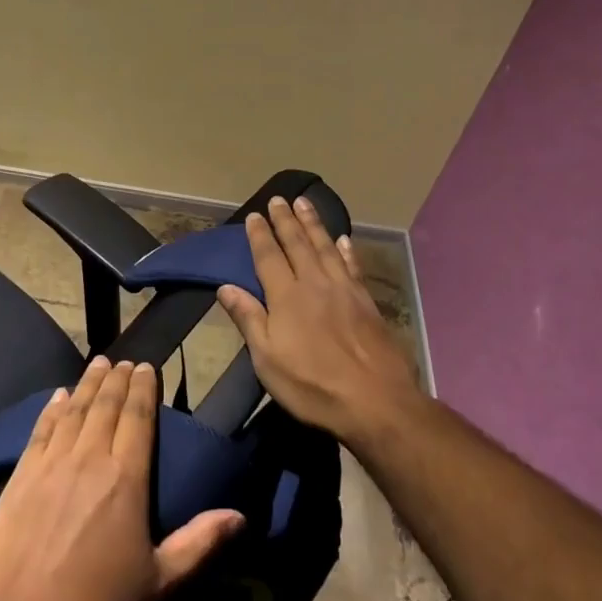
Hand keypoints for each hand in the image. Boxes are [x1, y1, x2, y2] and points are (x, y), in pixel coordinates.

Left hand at [0, 357, 242, 600]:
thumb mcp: (158, 585)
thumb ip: (199, 543)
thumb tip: (240, 515)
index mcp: (125, 480)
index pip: (138, 418)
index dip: (143, 389)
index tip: (147, 366)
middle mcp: (88, 459)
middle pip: (105, 406)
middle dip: (117, 379)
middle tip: (124, 360)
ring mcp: (50, 465)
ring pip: (74, 411)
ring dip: (88, 384)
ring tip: (97, 364)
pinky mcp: (19, 477)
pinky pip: (40, 430)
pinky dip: (52, 408)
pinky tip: (58, 396)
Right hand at [216, 196, 422, 443]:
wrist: (376, 401)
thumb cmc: (313, 385)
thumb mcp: (267, 359)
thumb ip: (249, 319)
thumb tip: (225, 287)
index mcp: (286, 297)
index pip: (269, 257)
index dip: (260, 235)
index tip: (255, 215)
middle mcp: (315, 284)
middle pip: (298, 244)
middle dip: (286, 220)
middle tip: (279, 199)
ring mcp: (344, 290)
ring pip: (326, 247)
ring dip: (314, 224)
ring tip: (305, 203)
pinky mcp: (367, 302)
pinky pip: (353, 266)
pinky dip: (347, 250)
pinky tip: (344, 240)